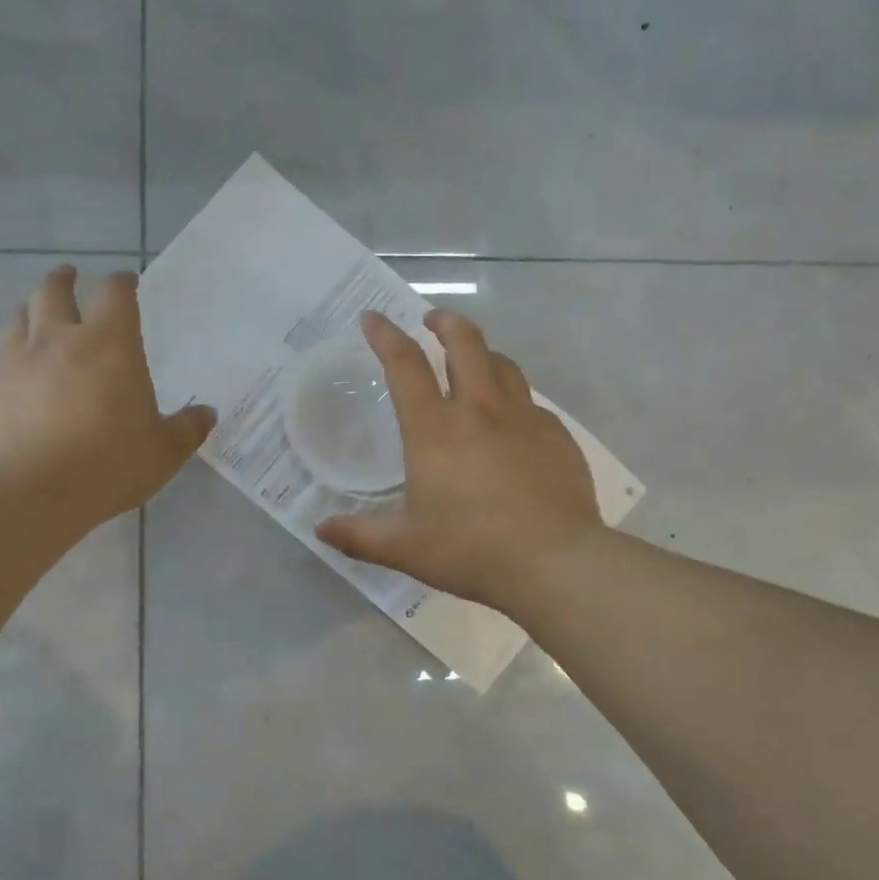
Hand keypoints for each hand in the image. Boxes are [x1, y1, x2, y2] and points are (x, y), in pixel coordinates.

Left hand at [0, 266, 215, 521]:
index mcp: (109, 345)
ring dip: (29, 312)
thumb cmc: (108, 464)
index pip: (115, 295)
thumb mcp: (163, 453)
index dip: (122, 282)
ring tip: (34, 315)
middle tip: (69, 276)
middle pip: (54, 292)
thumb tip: (207, 414)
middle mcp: (57, 341)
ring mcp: (14, 364)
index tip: (126, 281)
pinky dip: (6, 362)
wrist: (26, 492)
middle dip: (64, 280)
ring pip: (16, 320)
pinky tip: (11, 379)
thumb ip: (187, 429)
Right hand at [316, 309, 603, 613]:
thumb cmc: (471, 550)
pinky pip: (532, 403)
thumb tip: (321, 529)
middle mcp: (480, 410)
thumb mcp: (405, 547)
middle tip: (433, 321)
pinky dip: (514, 400)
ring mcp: (524, 419)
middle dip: (445, 322)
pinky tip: (513, 426)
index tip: (373, 317)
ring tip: (473, 362)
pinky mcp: (557, 436)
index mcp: (435, 429)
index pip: (404, 365)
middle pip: (465, 342)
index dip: (385, 335)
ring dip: (483, 353)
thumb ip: (359, 536)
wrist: (555, 562)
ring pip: (503, 364)